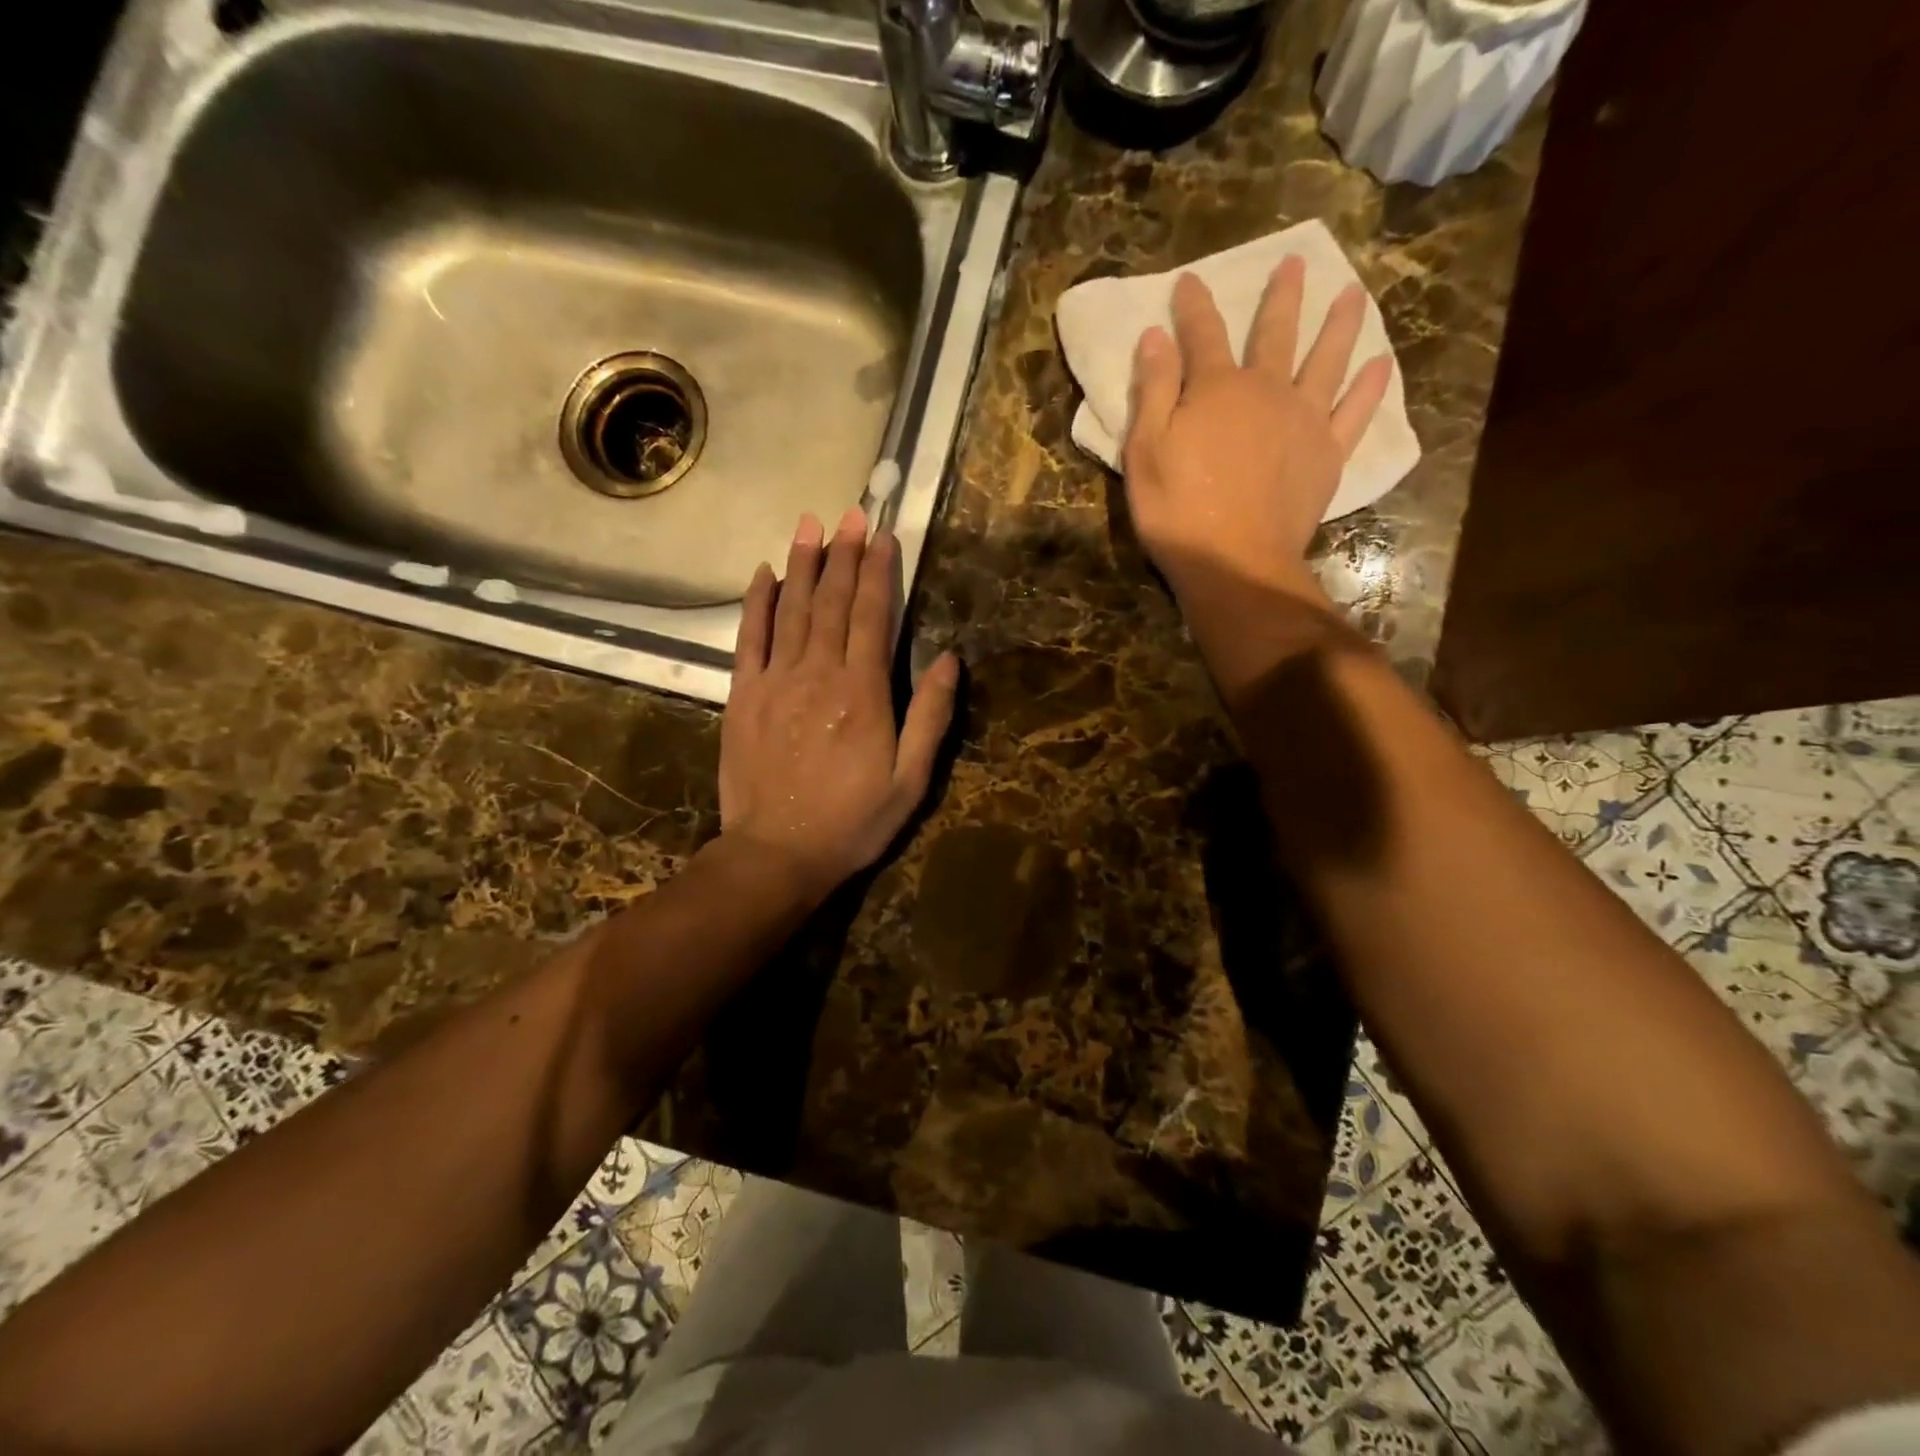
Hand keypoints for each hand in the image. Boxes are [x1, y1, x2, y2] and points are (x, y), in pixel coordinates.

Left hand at [720, 507, 958, 901]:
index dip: (879, 572)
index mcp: (863, 693)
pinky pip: (749, 638)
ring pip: (791, 609)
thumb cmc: (852, 822)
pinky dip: (757, 602)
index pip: (873, 616)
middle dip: (843, 555)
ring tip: (811, 524)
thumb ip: (930, 717)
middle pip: (832, 602)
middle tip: (851, 514)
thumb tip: (948, 659)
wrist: (777, 854)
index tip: (884, 535)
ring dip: (802, 564)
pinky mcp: (743, 696)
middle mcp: (818, 674)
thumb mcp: (910, 780)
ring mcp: (775, 681)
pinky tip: (763, 572)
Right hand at [1124, 259, 1391, 604]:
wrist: (1235, 562)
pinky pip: (1355, 411)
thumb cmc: (1177, 512)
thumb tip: (1156, 337)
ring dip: (1340, 324)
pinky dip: (1369, 386)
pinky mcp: (1328, 454)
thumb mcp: (1145, 452)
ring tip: (1354, 294)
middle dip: (1282, 297)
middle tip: (1295, 263)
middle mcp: (1267, 390)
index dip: (1194, 306)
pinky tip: (1380, 364)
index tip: (1190, 280)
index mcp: (1216, 389)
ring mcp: (1304, 420)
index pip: (1202, 334)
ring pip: (1327, 359)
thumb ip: (1153, 392)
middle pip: (1276, 333)